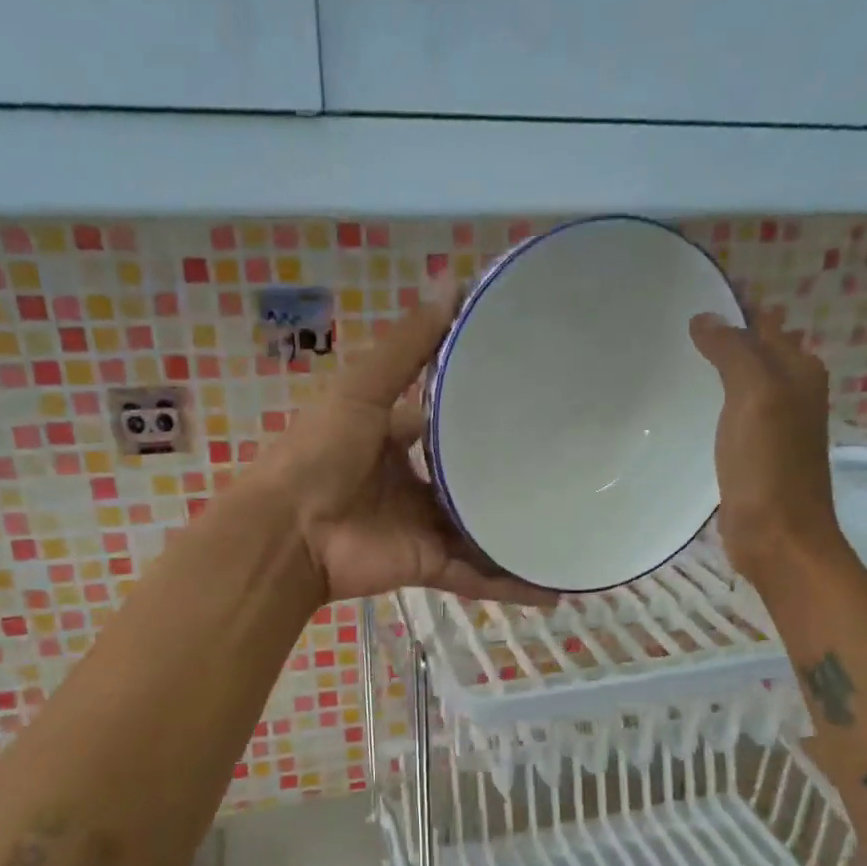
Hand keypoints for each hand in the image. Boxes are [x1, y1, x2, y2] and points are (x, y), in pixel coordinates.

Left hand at [252, 281, 558, 607]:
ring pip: (483, 533)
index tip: (535, 400)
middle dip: (511, 477)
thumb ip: (407, 346)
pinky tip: (556, 586)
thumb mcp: (363, 389)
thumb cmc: (321, 453)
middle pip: (471, 481)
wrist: (289, 532)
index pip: (447, 423)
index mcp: (395, 439)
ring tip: (577, 526)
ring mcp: (424, 528)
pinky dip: (513, 586)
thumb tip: (452, 279)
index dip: (483, 412)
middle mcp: (414, 485)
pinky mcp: (430, 566)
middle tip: (572, 464)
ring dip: (521, 534)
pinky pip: (479, 577)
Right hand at [689, 307, 848, 583]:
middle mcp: (791, 392)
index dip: (734, 307)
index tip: (690, 294)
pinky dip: (714, 404)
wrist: (778, 536)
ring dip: (718, 370)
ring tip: (675, 358)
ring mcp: (773, 427)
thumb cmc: (769, 465)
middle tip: (672, 325)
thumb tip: (705, 318)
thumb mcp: (754, 396)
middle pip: (755, 351)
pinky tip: (690, 407)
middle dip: (724, 335)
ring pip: (743, 383)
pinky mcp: (754, 456)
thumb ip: (733, 352)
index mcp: (798, 371)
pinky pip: (733, 416)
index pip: (764, 323)